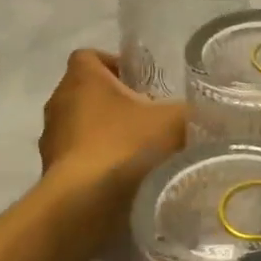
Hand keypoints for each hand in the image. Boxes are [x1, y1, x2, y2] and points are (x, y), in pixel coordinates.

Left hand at [39, 50, 185, 207]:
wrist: (85, 204)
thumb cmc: (125, 146)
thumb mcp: (174, 121)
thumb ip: (191, 110)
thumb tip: (209, 110)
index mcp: (82, 79)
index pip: (90, 56)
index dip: (115, 64)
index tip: (141, 83)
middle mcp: (59, 102)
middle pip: (88, 92)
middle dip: (116, 102)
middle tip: (148, 117)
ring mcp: (51, 140)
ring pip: (81, 126)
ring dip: (105, 133)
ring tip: (138, 150)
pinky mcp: (52, 171)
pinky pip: (78, 157)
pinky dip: (97, 162)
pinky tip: (123, 177)